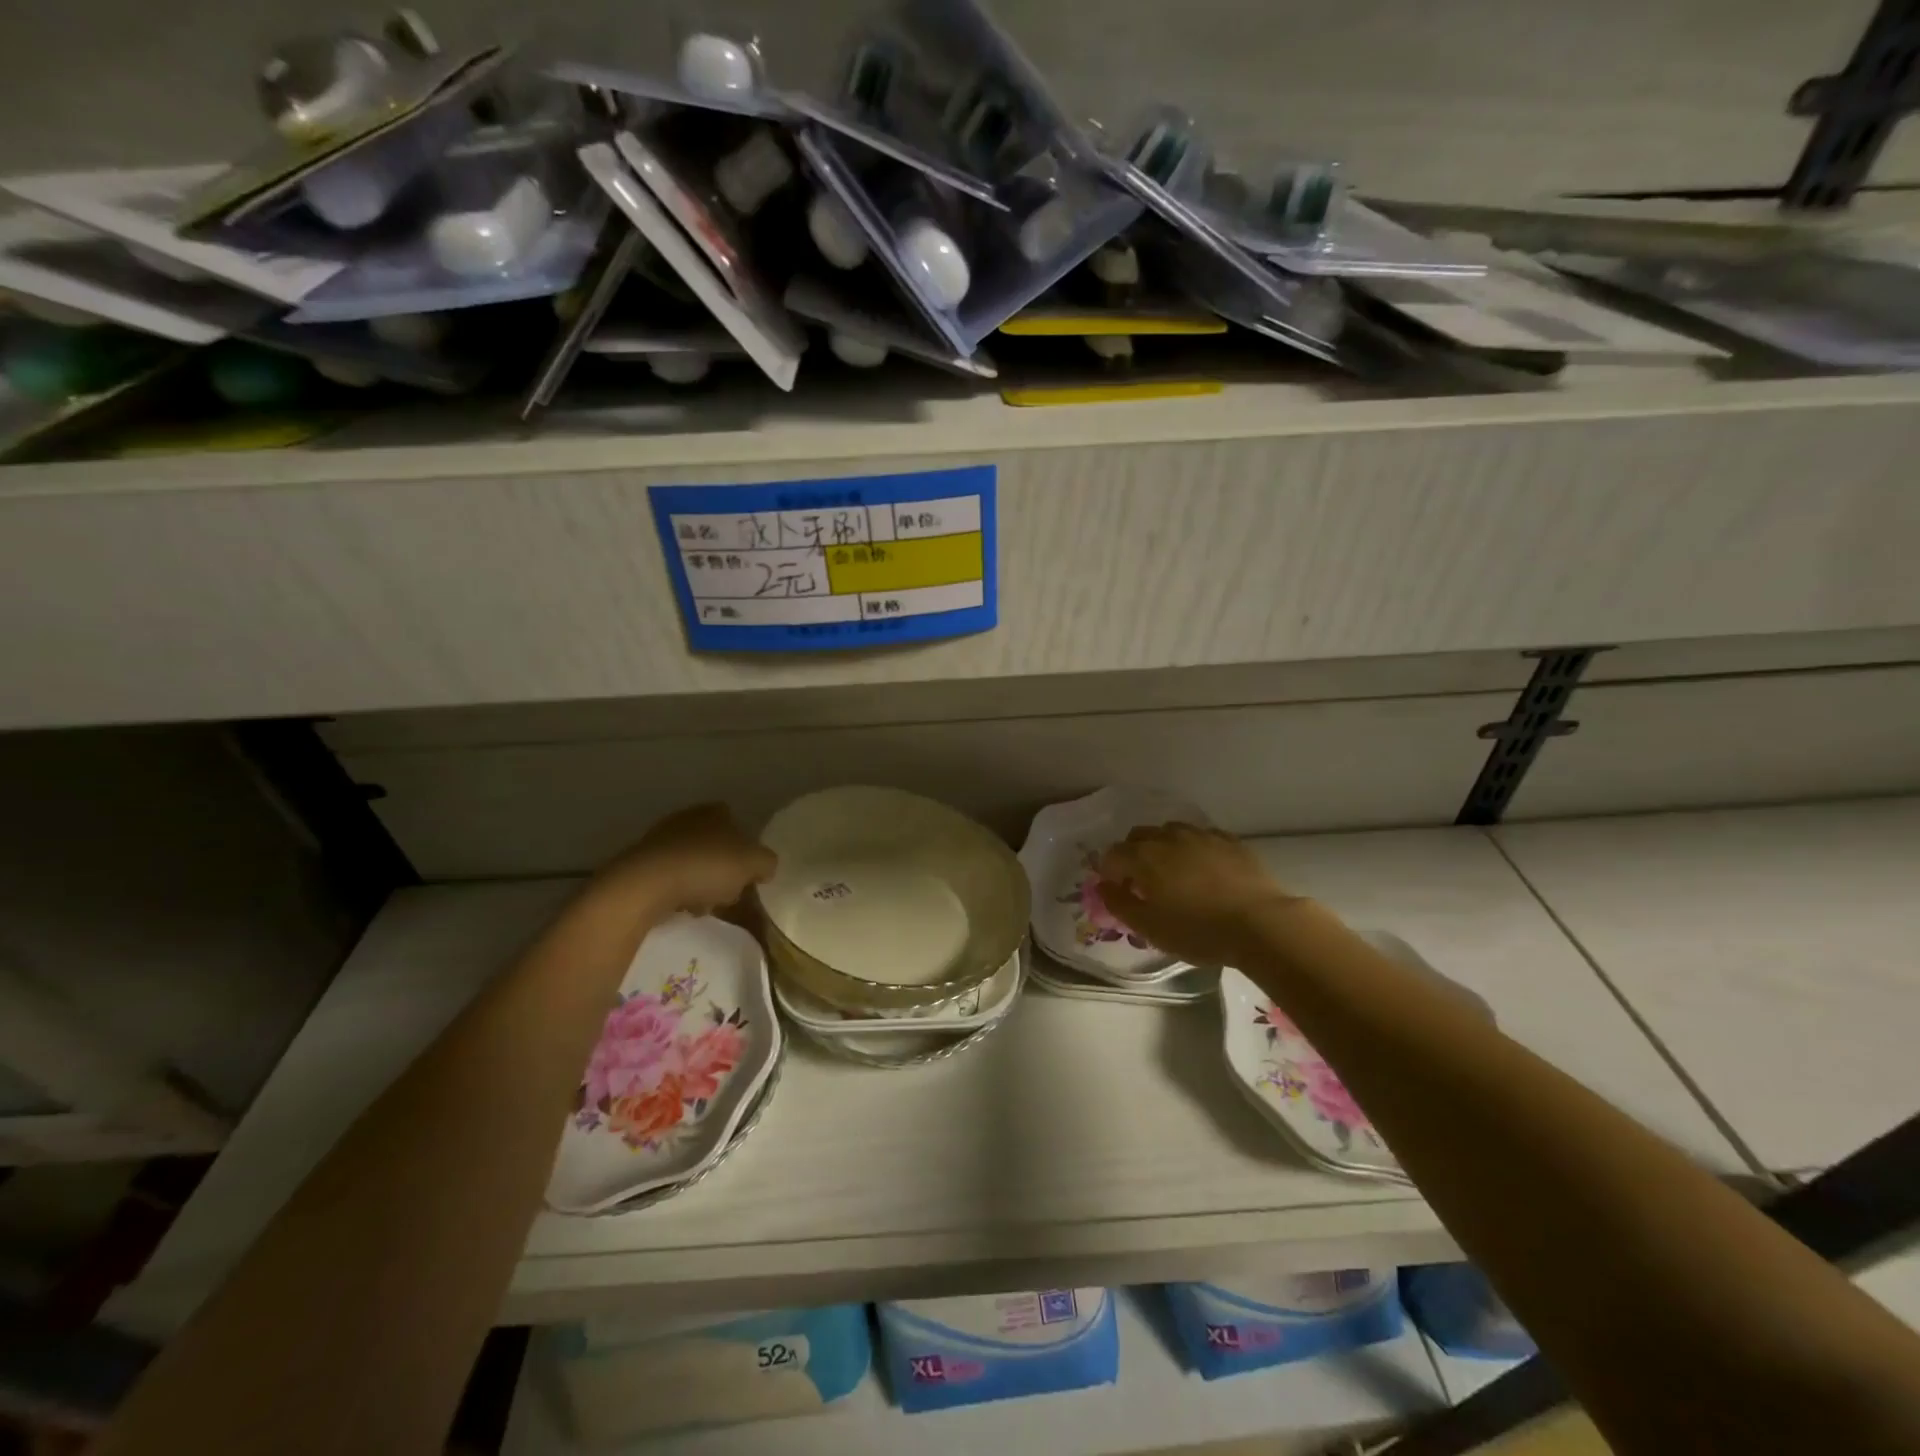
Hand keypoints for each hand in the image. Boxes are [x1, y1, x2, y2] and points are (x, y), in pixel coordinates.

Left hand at [597, 804, 776, 918]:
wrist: (646, 885)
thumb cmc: (707, 866)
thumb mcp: (754, 863)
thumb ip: (767, 862)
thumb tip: (766, 867)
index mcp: (714, 812)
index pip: (735, 821)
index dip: (745, 845)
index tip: (748, 869)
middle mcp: (686, 818)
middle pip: (713, 843)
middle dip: (722, 867)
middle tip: (729, 891)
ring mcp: (660, 840)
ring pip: (692, 862)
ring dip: (701, 883)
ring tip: (706, 906)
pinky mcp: (640, 864)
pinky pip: (670, 878)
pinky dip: (679, 892)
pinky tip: (683, 909)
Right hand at [1097, 823, 1302, 967]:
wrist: (1260, 923)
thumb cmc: (1198, 931)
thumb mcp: (1150, 928)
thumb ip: (1119, 904)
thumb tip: (1102, 886)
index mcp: (1143, 856)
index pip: (1112, 855)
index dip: (1110, 873)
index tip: (1120, 892)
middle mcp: (1168, 837)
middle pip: (1138, 836)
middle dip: (1133, 855)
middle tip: (1143, 883)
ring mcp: (1200, 835)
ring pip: (1170, 831)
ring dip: (1163, 848)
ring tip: (1174, 873)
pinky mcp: (1229, 840)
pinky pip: (1201, 836)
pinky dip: (1193, 848)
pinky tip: (1203, 868)